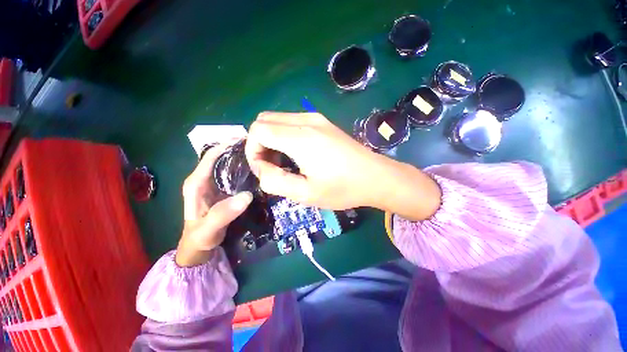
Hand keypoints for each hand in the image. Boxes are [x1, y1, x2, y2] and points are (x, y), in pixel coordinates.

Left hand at [176, 143, 252, 266]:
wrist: (199, 245)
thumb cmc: (200, 237)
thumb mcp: (209, 228)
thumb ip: (224, 213)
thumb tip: (247, 195)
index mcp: (197, 182)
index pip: (210, 156)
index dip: (226, 145)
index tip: (246, 141)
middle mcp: (204, 178)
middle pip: (221, 157)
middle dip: (237, 150)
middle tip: (259, 149)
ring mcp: (214, 183)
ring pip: (228, 164)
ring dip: (242, 159)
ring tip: (260, 157)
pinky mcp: (222, 188)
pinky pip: (233, 174)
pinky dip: (243, 169)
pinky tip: (256, 171)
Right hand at [245, 112, 441, 219]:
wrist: (375, 177)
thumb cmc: (342, 188)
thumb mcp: (305, 194)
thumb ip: (275, 181)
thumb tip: (261, 168)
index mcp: (300, 137)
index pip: (258, 130)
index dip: (252, 150)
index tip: (264, 169)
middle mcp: (306, 120)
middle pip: (264, 120)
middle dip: (260, 143)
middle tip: (272, 166)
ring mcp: (316, 118)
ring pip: (278, 119)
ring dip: (272, 138)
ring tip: (285, 161)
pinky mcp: (323, 122)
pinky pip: (292, 121)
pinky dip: (285, 134)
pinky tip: (297, 153)